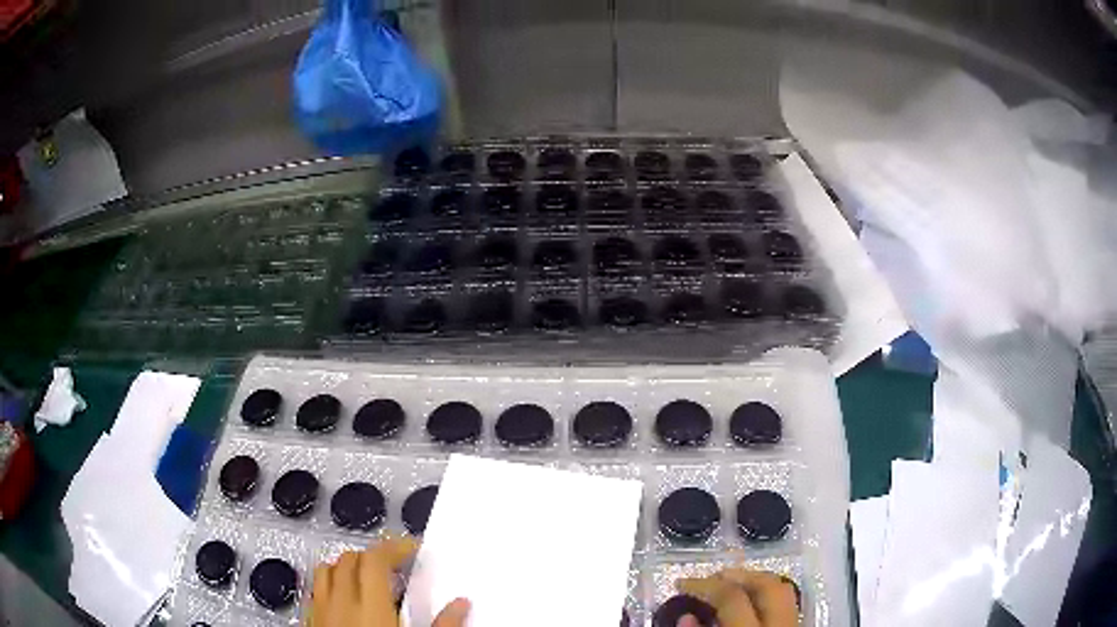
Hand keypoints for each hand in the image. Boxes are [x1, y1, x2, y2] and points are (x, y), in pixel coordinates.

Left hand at [309, 537, 470, 626]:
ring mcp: (321, 612)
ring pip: (326, 570)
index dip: (394, 547)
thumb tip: (461, 604)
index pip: (376, 559)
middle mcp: (340, 603)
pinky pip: (315, 591)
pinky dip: (329, 586)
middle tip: (395, 567)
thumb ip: (443, 625)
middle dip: (373, 557)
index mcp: (370, 606)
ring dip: (347, 567)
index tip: (412, 550)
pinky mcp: (311, 623)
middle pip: (350, 560)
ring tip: (368, 579)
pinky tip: (344, 601)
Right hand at [675, 568, 798, 626]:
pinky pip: (788, 602)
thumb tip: (686, 616)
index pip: (731, 597)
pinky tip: (753, 602)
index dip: (703, 585)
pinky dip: (769, 595)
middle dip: (738, 574)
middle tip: (711, 576)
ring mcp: (795, 623)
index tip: (682, 583)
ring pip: (783, 589)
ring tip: (732, 584)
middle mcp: (780, 623)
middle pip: (766, 584)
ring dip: (757, 580)